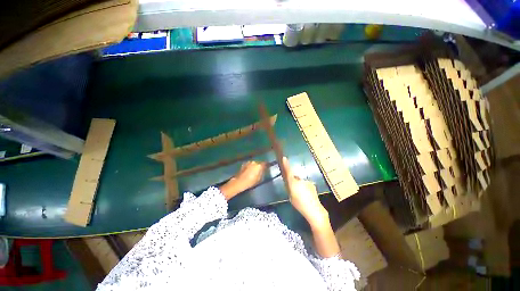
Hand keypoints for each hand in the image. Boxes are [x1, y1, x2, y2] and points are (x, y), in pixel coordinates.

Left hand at [220, 161, 265, 199]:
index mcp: (259, 165)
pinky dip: (249, 167)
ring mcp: (248, 162)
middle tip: (260, 170)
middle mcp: (254, 162)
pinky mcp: (243, 164)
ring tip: (253, 171)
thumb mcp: (259, 179)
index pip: (265, 163)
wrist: (239, 182)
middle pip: (259, 163)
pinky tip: (249, 171)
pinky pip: (249, 165)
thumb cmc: (250, 182)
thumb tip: (263, 170)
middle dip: (259, 166)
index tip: (267, 167)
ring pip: (253, 164)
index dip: (266, 165)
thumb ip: (262, 173)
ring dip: (254, 166)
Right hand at [282, 157, 328, 225]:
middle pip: (295, 178)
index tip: (284, 157)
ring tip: (302, 195)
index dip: (286, 165)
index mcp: (293, 183)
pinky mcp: (312, 185)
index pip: (288, 172)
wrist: (314, 210)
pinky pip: (306, 185)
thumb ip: (290, 188)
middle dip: (294, 181)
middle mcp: (300, 180)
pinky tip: (307, 196)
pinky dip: (305, 188)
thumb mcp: (291, 197)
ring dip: (300, 185)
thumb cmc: (300, 204)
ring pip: (301, 182)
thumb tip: (290, 184)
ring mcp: (307, 182)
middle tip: (294, 190)